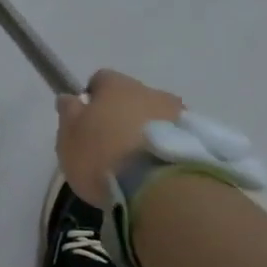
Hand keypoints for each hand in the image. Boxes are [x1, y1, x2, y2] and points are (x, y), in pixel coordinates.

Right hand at [56, 69, 184, 207]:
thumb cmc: (103, 157)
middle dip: (122, 114)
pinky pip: (175, 136)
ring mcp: (177, 113)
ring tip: (138, 162)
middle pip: (131, 97)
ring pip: (156, 115)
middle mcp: (149, 90)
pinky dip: (165, 146)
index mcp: (116, 85)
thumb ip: (69, 114)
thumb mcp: (69, 139)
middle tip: (112, 145)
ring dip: (147, 130)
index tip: (87, 121)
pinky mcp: (197, 138)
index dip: (92, 98)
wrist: (158, 187)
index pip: (101, 80)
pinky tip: (157, 169)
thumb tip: (70, 97)